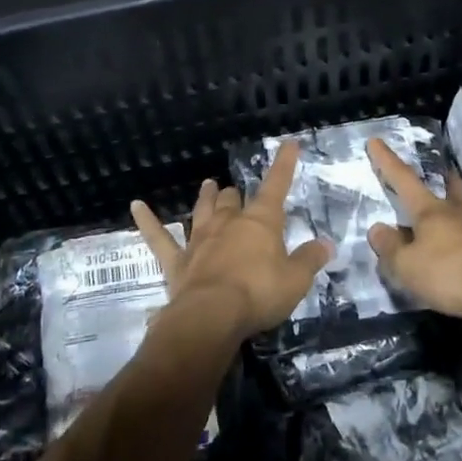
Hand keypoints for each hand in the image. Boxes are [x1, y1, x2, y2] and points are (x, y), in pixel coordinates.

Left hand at [130, 139, 331, 343]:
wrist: (212, 316)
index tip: (289, 144)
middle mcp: (228, 223)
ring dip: (205, 197)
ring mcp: (200, 240)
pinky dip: (147, 221)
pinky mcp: (177, 261)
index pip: (276, 186)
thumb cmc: (259, 294)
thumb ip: (310, 260)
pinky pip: (158, 237)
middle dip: (236, 194)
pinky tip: (135, 206)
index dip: (284, 165)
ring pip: (202, 211)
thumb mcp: (296, 280)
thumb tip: (325, 244)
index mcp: (260, 223)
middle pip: (232, 200)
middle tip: (237, 191)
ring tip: (207, 184)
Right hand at [365, 138, 461, 319]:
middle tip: (442, 174)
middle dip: (444, 179)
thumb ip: (391, 248)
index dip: (387, 161)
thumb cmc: (452, 274)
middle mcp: (461, 211)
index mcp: (431, 212)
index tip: (376, 141)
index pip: (404, 180)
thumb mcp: (408, 267)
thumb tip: (377, 228)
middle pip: (452, 187)